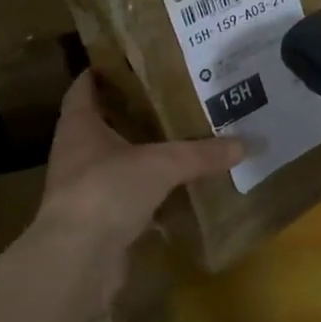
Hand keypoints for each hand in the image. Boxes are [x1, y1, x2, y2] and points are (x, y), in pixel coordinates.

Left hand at [36, 73, 242, 295]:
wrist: (77, 261)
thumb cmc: (107, 190)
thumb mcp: (162, 164)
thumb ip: (201, 153)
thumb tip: (245, 143)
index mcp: (79, 126)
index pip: (84, 87)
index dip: (103, 71)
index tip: (132, 60)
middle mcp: (76, 153)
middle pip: (101, 123)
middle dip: (132, 112)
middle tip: (169, 96)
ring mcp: (84, 189)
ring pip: (115, 162)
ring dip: (140, 154)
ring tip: (178, 138)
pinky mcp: (96, 221)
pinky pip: (125, 198)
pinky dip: (148, 194)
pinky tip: (176, 189)